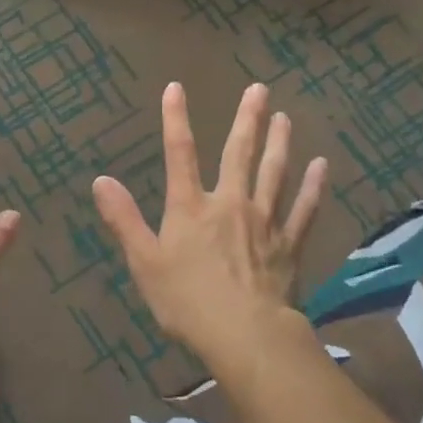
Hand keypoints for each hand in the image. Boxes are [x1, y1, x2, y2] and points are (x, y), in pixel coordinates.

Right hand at [94, 82, 325, 377]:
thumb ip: (123, 219)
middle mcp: (230, 204)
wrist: (245, 335)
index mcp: (191, 208)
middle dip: (247, 119)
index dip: (176, 119)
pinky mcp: (288, 245)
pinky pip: (304, 209)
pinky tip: (321, 166)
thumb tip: (101, 180)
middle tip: (259, 89)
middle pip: (239, 154)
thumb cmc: (187, 301)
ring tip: (285, 118)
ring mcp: (264, 222)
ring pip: (274, 173)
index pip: (180, 154)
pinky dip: (313, 187)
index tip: (176, 88)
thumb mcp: (144, 262)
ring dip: (280, 143)